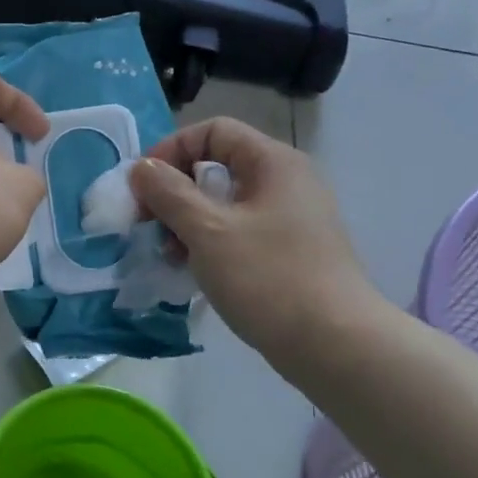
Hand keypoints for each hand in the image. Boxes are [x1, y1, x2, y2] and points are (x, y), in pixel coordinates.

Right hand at [128, 118, 381, 359]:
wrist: (336, 347)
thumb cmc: (268, 278)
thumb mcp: (208, 231)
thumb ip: (169, 193)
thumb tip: (142, 169)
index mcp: (273, 162)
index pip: (213, 131)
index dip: (171, 150)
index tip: (143, 187)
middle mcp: (286, 181)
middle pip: (217, 166)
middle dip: (175, 191)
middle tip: (148, 224)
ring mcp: (291, 218)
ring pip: (225, 203)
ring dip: (188, 221)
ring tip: (169, 254)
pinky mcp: (290, 251)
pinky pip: (239, 231)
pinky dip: (211, 242)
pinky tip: (193, 270)